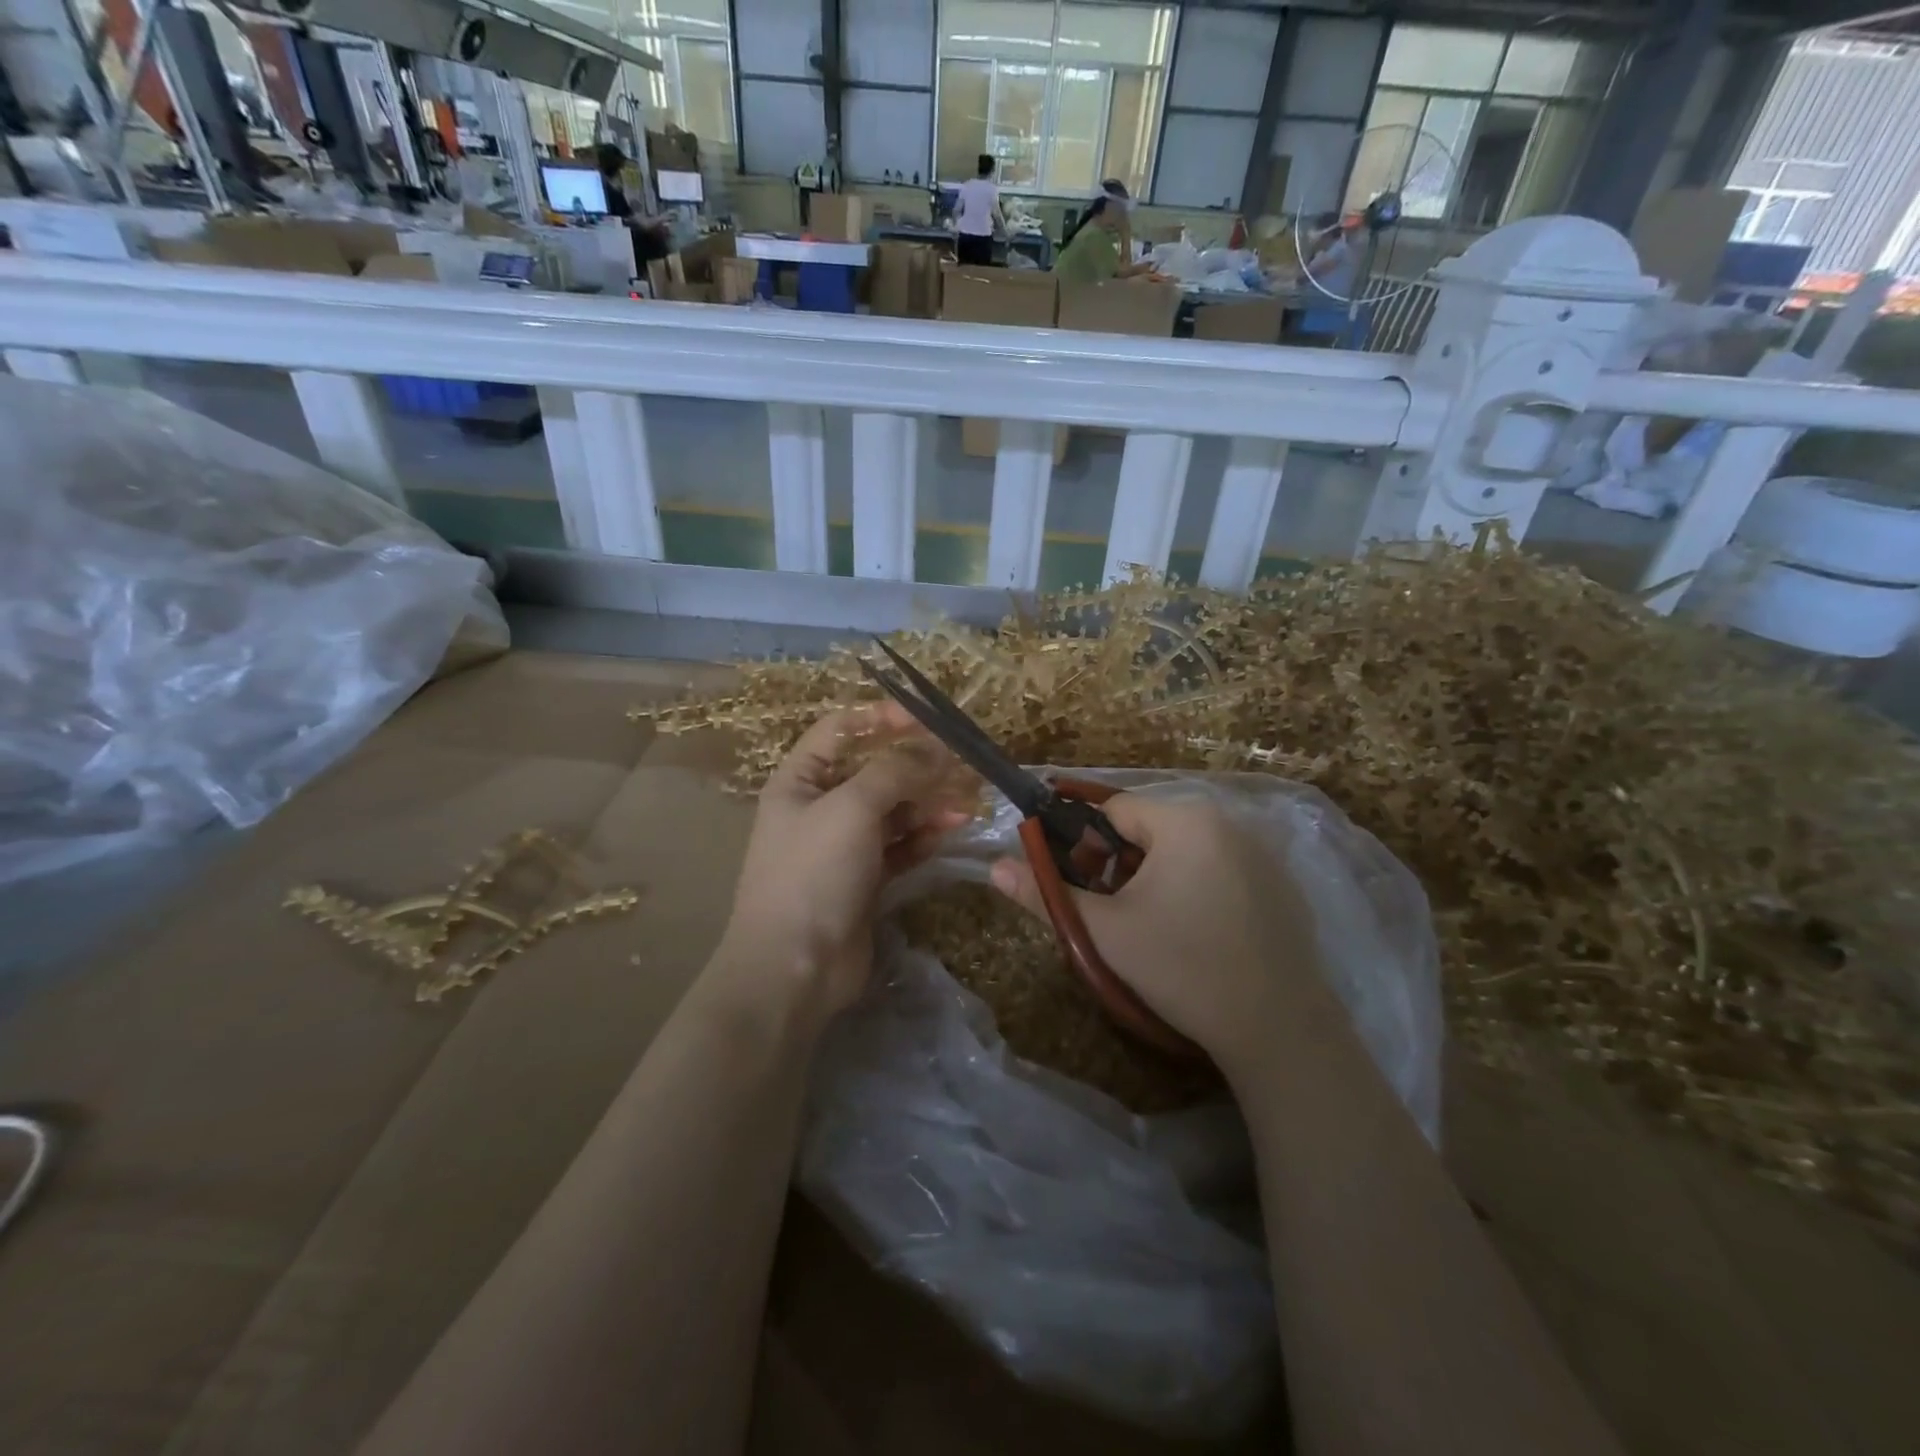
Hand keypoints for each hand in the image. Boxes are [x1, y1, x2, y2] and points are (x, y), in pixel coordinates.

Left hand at [717, 704, 968, 1019]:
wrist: (795, 968)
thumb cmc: (814, 873)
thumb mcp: (851, 808)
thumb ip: (895, 771)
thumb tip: (935, 748)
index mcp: (800, 780)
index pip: (840, 730)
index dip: (880, 718)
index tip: (925, 719)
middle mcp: (819, 807)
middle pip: (873, 771)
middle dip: (916, 767)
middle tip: (960, 766)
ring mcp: (842, 845)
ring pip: (892, 810)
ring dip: (927, 803)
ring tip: (965, 806)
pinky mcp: (864, 879)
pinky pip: (899, 845)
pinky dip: (923, 836)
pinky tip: (950, 832)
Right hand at [989, 792, 1326, 1076]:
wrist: (1277, 1029)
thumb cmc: (1182, 968)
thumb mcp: (1104, 932)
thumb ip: (1046, 894)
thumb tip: (994, 868)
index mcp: (1184, 820)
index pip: (1113, 809)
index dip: (1086, 844)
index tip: (1080, 885)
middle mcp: (1227, 821)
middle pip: (1149, 828)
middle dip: (1121, 864)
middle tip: (1115, 913)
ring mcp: (1261, 851)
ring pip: (1183, 849)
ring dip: (1156, 877)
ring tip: (1153, 928)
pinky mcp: (1280, 883)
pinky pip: (1218, 868)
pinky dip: (1196, 888)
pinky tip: (1197, 935)